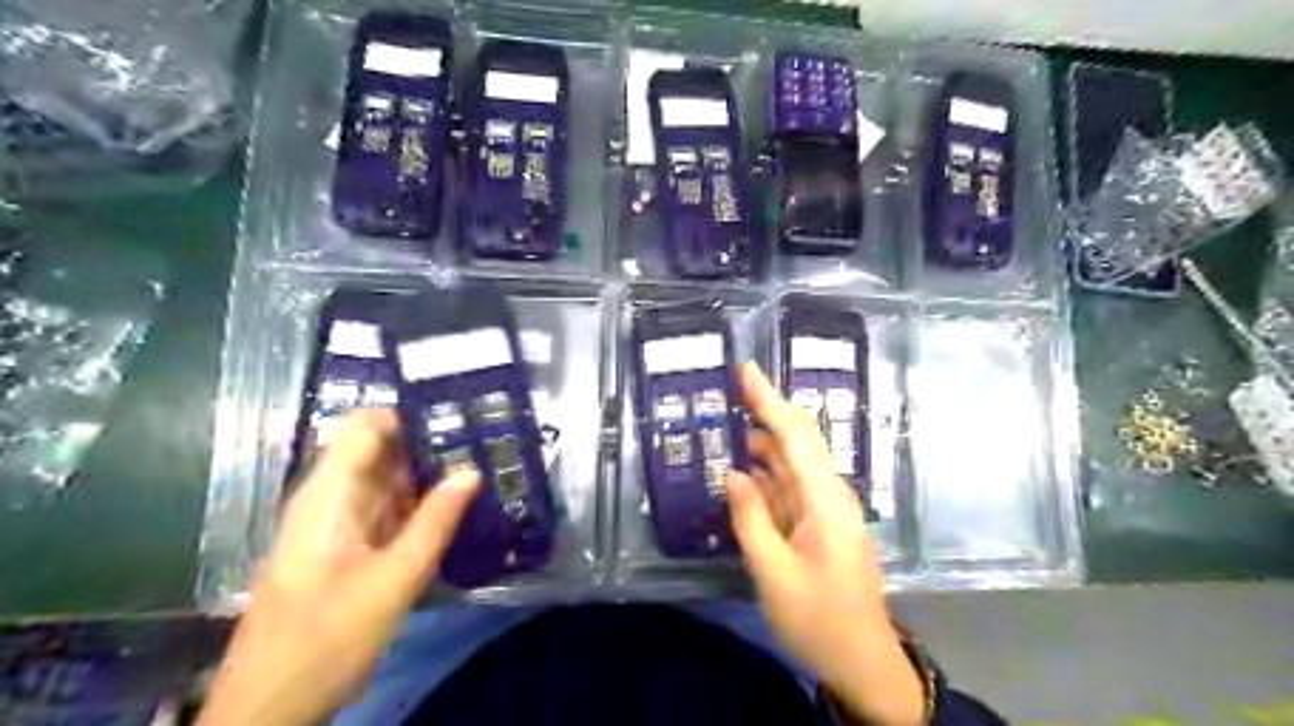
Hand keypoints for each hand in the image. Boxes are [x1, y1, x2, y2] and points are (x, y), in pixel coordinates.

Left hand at [198, 408, 482, 725]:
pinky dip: (418, 503)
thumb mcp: (394, 580)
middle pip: (379, 449)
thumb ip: (435, 522)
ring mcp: (336, 521)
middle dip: (429, 443)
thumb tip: (472, 471)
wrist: (271, 705)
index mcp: (328, 494)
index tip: (457, 416)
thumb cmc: (327, 639)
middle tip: (484, 442)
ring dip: (428, 474)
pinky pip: (385, 508)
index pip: (365, 425)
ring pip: (386, 479)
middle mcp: (329, 497)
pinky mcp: (345, 544)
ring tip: (481, 467)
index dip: (408, 414)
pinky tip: (455, 506)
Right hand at [725, 365, 930, 725]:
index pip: (793, 436)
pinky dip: (766, 477)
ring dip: (762, 445)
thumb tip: (733, 473)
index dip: (768, 400)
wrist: (862, 662)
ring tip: (728, 428)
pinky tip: (743, 473)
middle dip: (767, 412)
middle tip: (732, 390)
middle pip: (797, 442)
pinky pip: (790, 490)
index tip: (747, 370)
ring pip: (791, 465)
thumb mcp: (773, 572)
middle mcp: (829, 495)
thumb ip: (750, 518)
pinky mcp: (820, 526)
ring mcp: (826, 511)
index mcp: (824, 500)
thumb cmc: (818, 618)